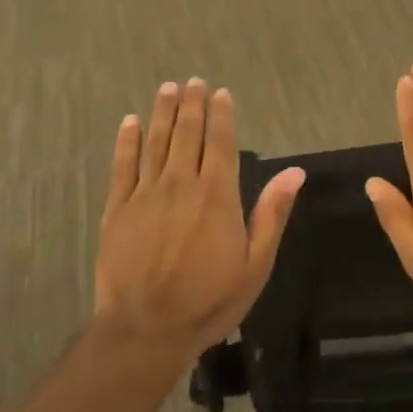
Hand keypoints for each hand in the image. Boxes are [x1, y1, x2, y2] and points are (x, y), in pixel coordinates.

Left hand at [95, 78, 304, 356]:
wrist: (145, 329)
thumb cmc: (209, 301)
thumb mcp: (255, 264)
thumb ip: (272, 213)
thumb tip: (295, 172)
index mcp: (217, 195)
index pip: (220, 143)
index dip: (221, 115)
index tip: (220, 92)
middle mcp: (181, 183)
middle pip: (186, 134)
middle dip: (191, 105)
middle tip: (192, 81)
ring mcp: (145, 194)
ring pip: (155, 142)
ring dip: (162, 113)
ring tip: (167, 89)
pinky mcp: (117, 209)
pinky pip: (122, 166)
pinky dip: (126, 141)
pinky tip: (129, 122)